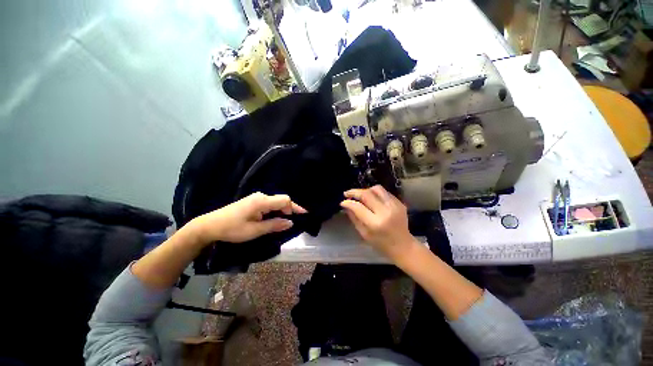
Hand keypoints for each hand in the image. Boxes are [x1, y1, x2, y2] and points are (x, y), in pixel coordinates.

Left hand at [188, 192, 306, 244]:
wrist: (209, 226)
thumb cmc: (232, 229)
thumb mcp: (255, 230)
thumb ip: (274, 225)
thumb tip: (290, 223)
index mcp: (262, 201)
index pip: (284, 200)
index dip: (295, 207)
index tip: (304, 214)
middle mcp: (261, 196)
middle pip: (281, 200)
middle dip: (289, 209)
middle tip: (294, 221)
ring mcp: (256, 198)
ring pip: (275, 202)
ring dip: (282, 211)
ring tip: (286, 222)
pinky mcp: (252, 202)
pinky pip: (269, 204)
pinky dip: (275, 211)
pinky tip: (275, 219)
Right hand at [340, 185, 418, 261]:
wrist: (403, 246)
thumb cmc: (381, 244)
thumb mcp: (364, 234)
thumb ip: (354, 218)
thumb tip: (345, 205)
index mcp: (375, 223)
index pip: (358, 207)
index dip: (348, 202)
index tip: (343, 202)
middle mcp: (386, 212)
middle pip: (367, 194)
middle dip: (355, 192)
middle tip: (347, 193)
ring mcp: (394, 206)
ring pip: (377, 189)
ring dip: (366, 190)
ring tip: (360, 195)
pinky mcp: (400, 203)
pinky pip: (385, 193)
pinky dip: (375, 194)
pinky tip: (372, 199)